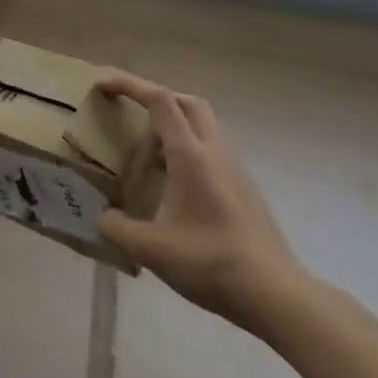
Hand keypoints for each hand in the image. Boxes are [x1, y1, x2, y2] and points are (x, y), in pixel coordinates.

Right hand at [96, 71, 313, 338]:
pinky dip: (186, 151)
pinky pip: (210, 151)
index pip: (160, 101)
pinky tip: (171, 185)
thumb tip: (102, 217)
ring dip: (173, 126)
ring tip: (146, 153)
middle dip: (155, 96)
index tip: (103, 83)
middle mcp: (214, 152)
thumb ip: (118, 229)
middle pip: (187, 103)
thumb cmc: (212, 264)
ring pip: (202, 126)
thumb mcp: (152, 250)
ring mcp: (233, 170)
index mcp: (191, 156)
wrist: (275, 294)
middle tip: (129, 110)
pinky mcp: (243, 189)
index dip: (130, 84)